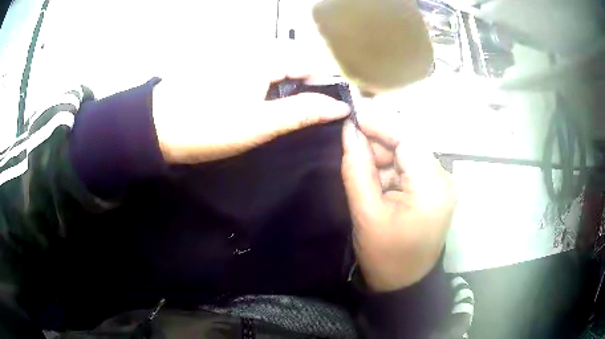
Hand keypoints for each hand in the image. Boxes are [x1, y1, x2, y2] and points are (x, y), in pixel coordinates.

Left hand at [151, 42, 350, 163]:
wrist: (156, 128)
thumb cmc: (208, 127)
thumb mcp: (259, 124)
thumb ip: (302, 112)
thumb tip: (340, 107)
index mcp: (263, 58)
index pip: (310, 63)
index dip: (323, 86)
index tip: (327, 111)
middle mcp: (252, 49)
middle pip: (293, 63)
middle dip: (304, 88)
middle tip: (303, 118)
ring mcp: (235, 56)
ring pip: (275, 67)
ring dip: (285, 88)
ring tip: (281, 115)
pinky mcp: (223, 66)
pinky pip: (257, 70)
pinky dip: (266, 86)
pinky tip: (260, 104)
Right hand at [341, 111, 455, 291]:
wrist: (403, 284)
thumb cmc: (384, 255)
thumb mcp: (366, 212)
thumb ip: (356, 168)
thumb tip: (348, 130)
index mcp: (432, 186)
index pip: (407, 139)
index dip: (379, 124)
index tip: (350, 120)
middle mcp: (443, 179)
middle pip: (409, 145)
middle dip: (379, 142)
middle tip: (350, 148)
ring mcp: (441, 185)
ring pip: (408, 155)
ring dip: (383, 156)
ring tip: (361, 169)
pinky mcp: (435, 191)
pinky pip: (410, 169)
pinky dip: (391, 169)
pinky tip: (375, 180)